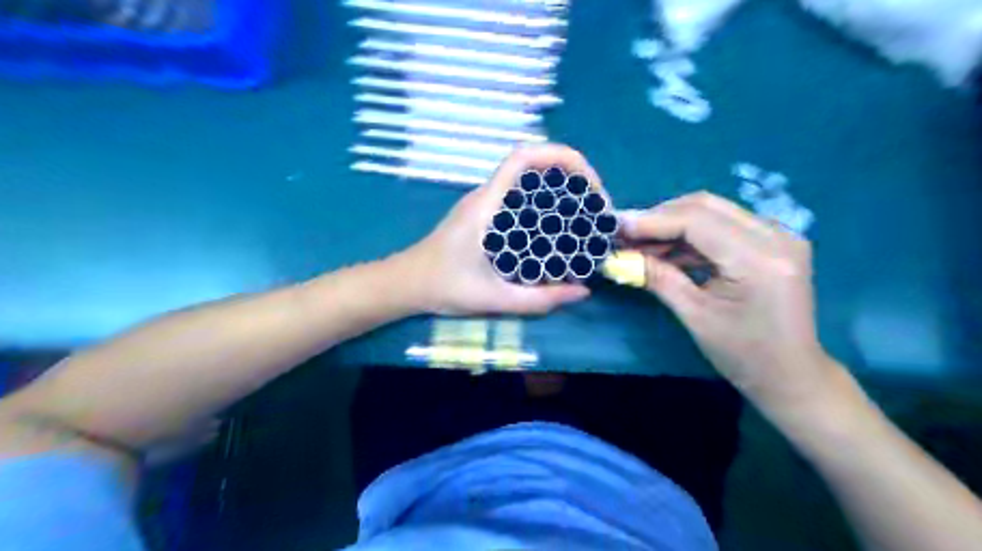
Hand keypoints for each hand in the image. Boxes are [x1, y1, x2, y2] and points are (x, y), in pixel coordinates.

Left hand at [394, 144, 593, 316]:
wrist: (406, 283)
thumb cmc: (442, 287)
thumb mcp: (493, 298)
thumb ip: (538, 300)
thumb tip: (582, 291)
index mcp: (486, 205)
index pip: (523, 158)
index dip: (561, 156)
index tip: (590, 183)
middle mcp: (487, 196)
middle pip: (534, 165)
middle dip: (572, 175)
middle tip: (596, 207)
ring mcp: (485, 204)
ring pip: (529, 181)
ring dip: (561, 189)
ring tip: (586, 216)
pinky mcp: (485, 215)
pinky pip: (521, 198)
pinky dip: (546, 203)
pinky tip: (559, 228)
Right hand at [625, 191, 840, 409]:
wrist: (791, 375)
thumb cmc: (743, 355)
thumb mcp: (694, 316)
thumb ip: (658, 277)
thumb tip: (620, 256)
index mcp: (759, 260)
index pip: (697, 221)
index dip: (652, 220)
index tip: (616, 226)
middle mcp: (776, 237)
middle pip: (705, 206)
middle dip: (660, 217)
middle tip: (625, 234)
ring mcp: (779, 236)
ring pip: (713, 212)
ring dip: (673, 225)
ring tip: (640, 244)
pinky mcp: (773, 242)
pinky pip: (724, 225)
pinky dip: (691, 235)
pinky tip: (667, 250)